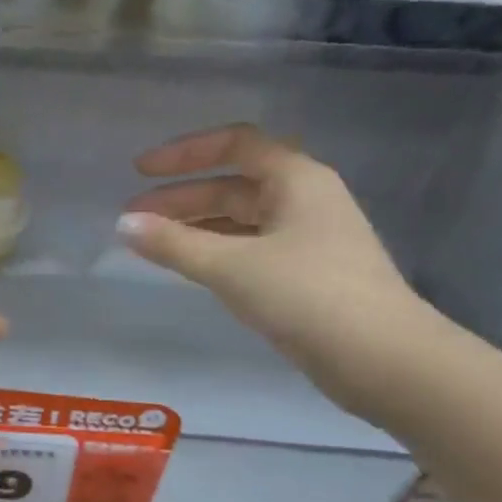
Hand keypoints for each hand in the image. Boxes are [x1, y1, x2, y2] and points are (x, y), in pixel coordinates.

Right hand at [116, 125, 441, 418]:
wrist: (378, 356)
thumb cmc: (306, 295)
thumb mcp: (231, 266)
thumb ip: (173, 244)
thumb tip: (123, 224)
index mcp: (296, 179)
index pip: (235, 145)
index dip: (185, 153)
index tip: (141, 170)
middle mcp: (304, 200)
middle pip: (234, 185)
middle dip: (181, 198)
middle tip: (134, 220)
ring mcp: (306, 239)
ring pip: (240, 221)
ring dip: (195, 227)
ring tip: (152, 244)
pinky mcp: (304, 275)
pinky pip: (249, 249)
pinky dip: (215, 252)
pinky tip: (190, 268)